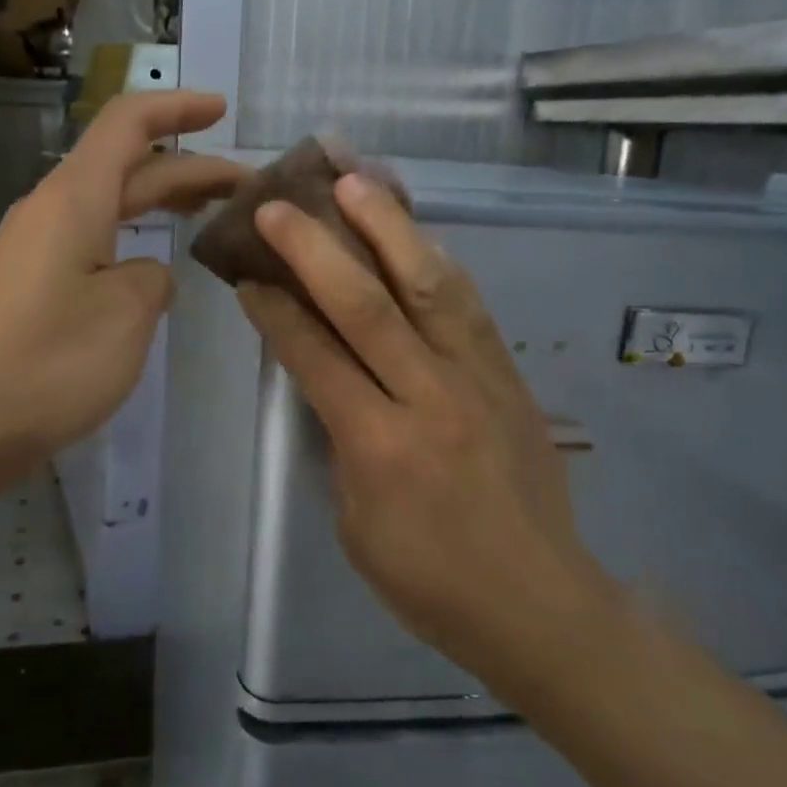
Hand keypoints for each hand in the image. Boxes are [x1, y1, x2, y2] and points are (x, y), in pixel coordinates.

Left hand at [0, 91, 246, 462]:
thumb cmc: (48, 363)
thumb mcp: (126, 314)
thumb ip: (152, 279)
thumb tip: (143, 275)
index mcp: (74, 198)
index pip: (128, 124)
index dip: (177, 108)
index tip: (220, 110)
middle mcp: (51, 211)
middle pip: (126, 166)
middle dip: (187, 168)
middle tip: (244, 186)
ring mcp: (36, 251)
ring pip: (110, 207)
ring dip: (160, 204)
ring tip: (210, 216)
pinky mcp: (30, 288)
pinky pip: (92, 244)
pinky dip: (133, 241)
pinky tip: (155, 271)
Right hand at [237, 173, 618, 694]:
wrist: (539, 603)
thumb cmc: (429, 581)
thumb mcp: (356, 524)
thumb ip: (339, 442)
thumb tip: (324, 380)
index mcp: (380, 447)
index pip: (316, 357)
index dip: (276, 311)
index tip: (247, 274)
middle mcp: (430, 399)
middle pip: (367, 306)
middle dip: (315, 249)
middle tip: (278, 206)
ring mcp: (478, 380)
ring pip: (430, 287)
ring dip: (388, 228)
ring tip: (356, 182)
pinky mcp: (510, 376)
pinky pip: (469, 306)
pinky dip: (435, 261)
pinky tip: (413, 233)